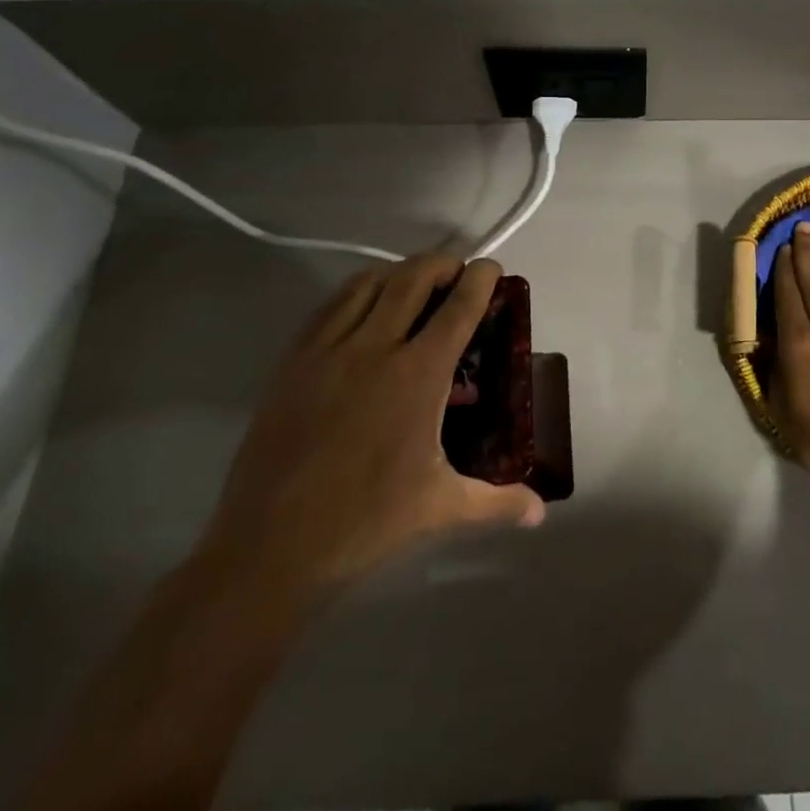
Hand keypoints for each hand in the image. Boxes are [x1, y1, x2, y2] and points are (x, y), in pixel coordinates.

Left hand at [197, 255, 543, 600]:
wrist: (270, 546)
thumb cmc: (365, 522)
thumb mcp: (442, 508)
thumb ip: (498, 502)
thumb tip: (539, 511)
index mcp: (418, 374)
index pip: (459, 306)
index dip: (480, 278)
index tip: (492, 268)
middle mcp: (375, 347)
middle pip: (413, 277)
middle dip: (442, 263)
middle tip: (457, 275)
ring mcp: (328, 350)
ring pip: (367, 283)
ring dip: (398, 273)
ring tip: (413, 286)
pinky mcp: (293, 362)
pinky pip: (329, 306)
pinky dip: (356, 293)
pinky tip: (363, 311)